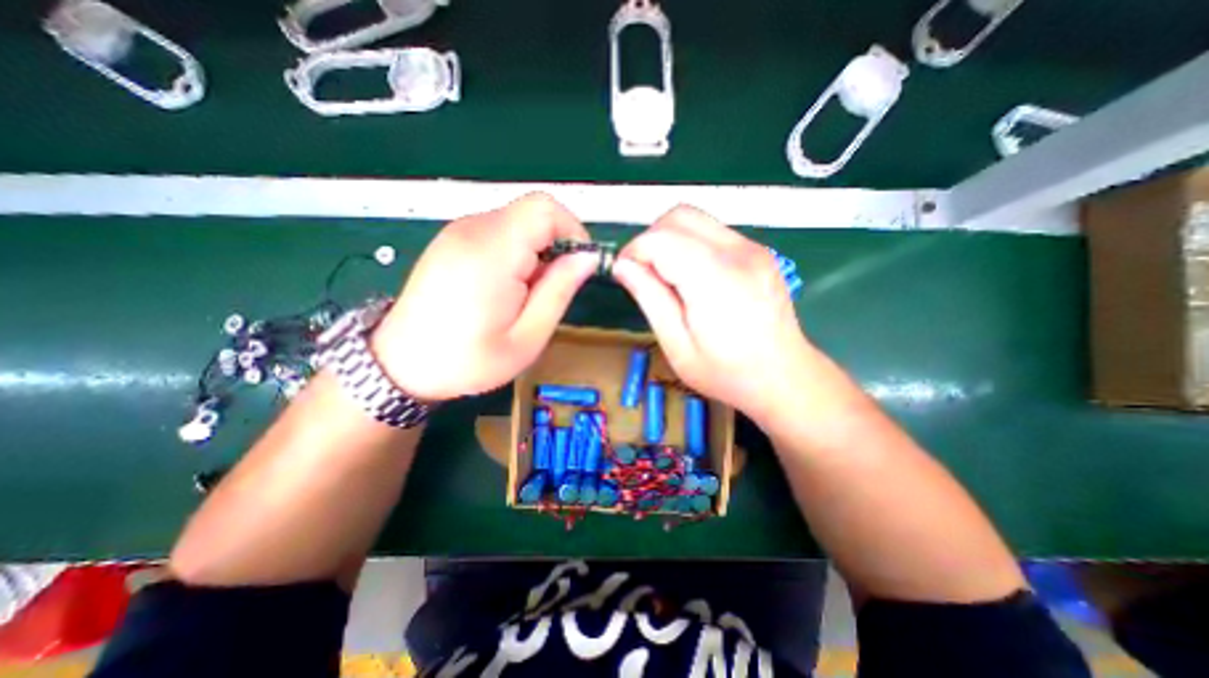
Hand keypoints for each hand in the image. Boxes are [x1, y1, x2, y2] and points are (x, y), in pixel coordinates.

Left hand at [368, 194, 592, 398]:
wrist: (401, 365)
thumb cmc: (468, 360)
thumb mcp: (527, 337)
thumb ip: (559, 291)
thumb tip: (587, 258)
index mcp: (492, 252)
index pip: (546, 210)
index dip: (573, 232)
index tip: (578, 267)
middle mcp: (473, 230)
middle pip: (534, 211)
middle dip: (557, 244)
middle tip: (551, 287)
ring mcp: (459, 231)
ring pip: (519, 221)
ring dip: (537, 250)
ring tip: (528, 292)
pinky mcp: (453, 239)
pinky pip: (500, 230)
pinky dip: (517, 250)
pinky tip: (507, 285)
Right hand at [616, 205, 822, 419]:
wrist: (784, 377)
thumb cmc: (727, 373)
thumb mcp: (677, 345)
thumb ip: (649, 298)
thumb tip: (622, 266)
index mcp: (715, 279)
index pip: (661, 238)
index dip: (634, 251)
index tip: (625, 274)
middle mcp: (738, 252)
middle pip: (679, 216)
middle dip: (650, 239)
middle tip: (644, 274)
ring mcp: (752, 248)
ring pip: (695, 219)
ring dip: (670, 240)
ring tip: (668, 278)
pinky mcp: (757, 251)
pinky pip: (712, 232)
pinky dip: (690, 245)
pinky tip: (692, 277)